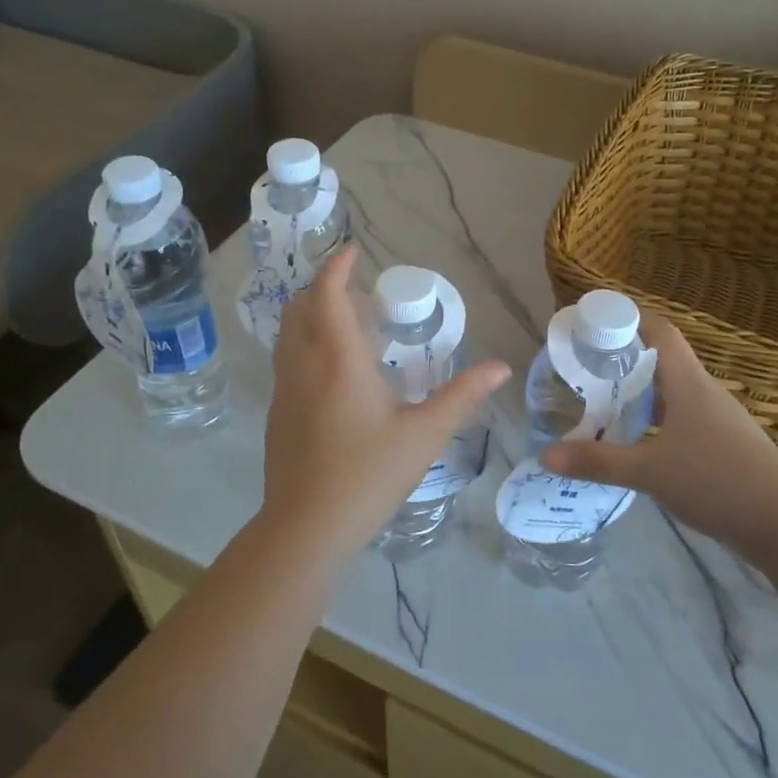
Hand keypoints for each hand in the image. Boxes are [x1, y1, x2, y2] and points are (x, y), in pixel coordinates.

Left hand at [259, 245, 508, 561]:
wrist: (307, 526)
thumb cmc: (368, 475)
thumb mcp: (424, 435)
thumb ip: (462, 396)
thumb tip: (500, 368)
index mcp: (338, 361)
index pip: (326, 295)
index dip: (336, 267)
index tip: (352, 250)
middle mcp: (303, 366)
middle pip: (300, 308)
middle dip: (323, 288)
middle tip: (357, 293)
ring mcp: (283, 390)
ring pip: (287, 334)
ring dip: (311, 316)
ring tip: (347, 326)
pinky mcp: (276, 413)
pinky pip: (286, 361)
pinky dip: (305, 345)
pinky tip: (331, 372)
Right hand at [539, 315, 777, 543]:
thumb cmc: (719, 481)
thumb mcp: (650, 471)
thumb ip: (598, 462)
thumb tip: (545, 456)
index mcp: (689, 384)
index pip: (660, 331)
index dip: (629, 318)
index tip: (593, 321)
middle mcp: (704, 393)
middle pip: (662, 360)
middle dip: (623, 358)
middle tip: (583, 366)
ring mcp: (717, 420)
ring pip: (671, 393)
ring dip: (638, 392)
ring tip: (599, 402)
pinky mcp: (722, 446)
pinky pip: (680, 419)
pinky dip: (653, 420)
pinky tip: (633, 441)